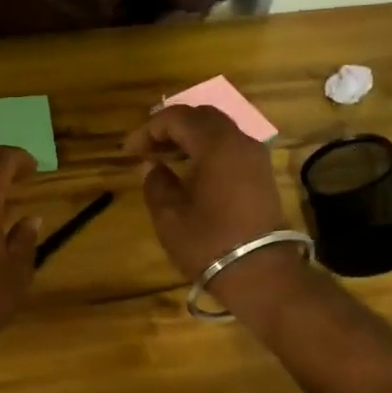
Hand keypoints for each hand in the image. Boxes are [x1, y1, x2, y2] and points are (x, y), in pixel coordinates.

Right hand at [122, 105, 298, 306]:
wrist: (261, 275)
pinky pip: (231, 148)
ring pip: (219, 131)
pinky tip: (191, 171)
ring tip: (165, 158)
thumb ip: (156, 183)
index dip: (149, 129)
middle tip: (147, 148)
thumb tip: (152, 166)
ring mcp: (256, 158)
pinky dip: (208, 150)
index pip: (178, 118)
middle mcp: (240, 141)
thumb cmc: (210, 244)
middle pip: (202, 117)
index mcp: (217, 145)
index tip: (129, 150)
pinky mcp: (262, 176)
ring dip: (190, 138)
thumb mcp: (170, 217)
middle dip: (171, 127)